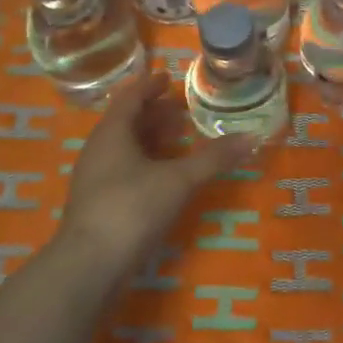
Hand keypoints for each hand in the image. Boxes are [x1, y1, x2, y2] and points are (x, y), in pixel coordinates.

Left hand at [57, 71, 254, 274]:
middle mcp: (98, 151)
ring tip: (177, 139)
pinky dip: (145, 163)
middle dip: (153, 113)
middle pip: (125, 122)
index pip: (129, 98)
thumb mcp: (179, 180)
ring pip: (123, 148)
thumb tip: (252, 137)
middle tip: (180, 109)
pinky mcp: (98, 204)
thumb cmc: (132, 208)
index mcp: (112, 134)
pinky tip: (163, 176)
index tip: (168, 78)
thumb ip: (214, 158)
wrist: (90, 265)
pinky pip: (123, 170)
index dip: (149, 86)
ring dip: (149, 139)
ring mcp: (95, 179)